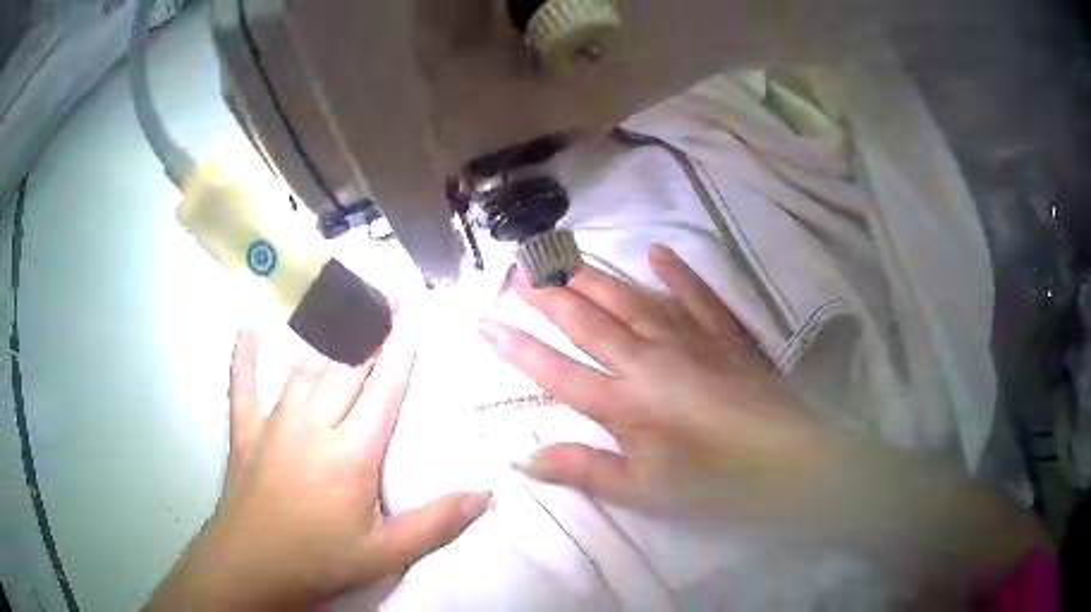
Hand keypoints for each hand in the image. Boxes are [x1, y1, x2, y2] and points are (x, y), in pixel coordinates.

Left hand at [149, 328, 489, 610]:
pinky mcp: (245, 431)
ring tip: (342, 306)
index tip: (411, 318)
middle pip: (346, 369)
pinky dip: (245, 356)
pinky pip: (242, 384)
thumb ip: (436, 524)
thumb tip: (484, 496)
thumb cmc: (321, 560)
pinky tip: (247, 329)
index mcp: (350, 453)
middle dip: (370, 331)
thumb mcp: (386, 554)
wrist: (253, 568)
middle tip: (387, 297)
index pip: (383, 392)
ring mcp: (274, 423)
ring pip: (305, 370)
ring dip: (327, 338)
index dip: (400, 353)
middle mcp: (313, 425)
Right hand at [481, 244, 839, 522]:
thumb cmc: (716, 480)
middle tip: (518, 272)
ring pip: (630, 298)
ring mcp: (689, 336)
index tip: (482, 324)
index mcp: (626, 401)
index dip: (516, 349)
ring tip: (564, 260)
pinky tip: (656, 253)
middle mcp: (649, 356)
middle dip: (548, 297)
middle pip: (588, 320)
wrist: (791, 458)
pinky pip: (694, 293)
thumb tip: (524, 457)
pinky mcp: (723, 331)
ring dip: (593, 278)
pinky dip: (674, 272)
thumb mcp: (646, 490)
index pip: (556, 371)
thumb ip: (585, 469)